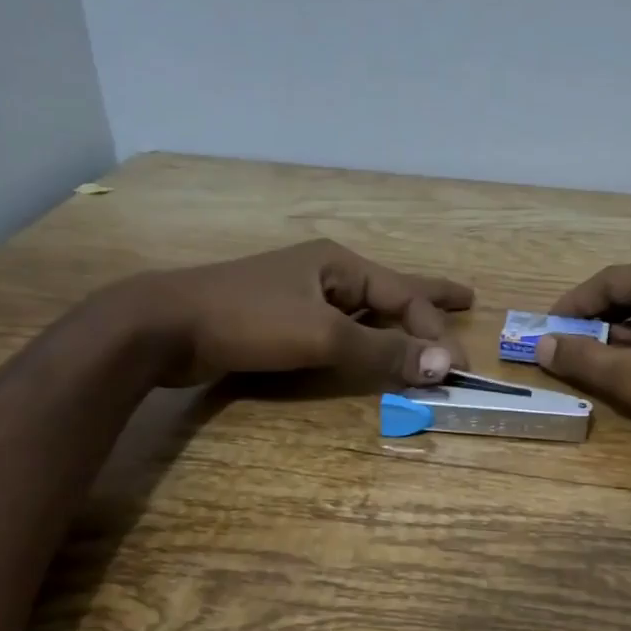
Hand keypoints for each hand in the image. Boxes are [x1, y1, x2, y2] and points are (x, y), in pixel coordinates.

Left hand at [116, 241, 473, 387]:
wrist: (163, 325)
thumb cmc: (248, 320)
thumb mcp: (322, 336)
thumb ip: (382, 351)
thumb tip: (444, 365)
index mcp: (339, 264)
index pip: (404, 296)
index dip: (435, 330)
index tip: (459, 367)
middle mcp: (325, 273)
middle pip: (391, 288)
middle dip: (429, 297)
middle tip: (467, 298)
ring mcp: (300, 294)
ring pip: (364, 308)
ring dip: (397, 320)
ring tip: (424, 325)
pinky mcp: (279, 319)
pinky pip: (339, 326)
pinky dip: (364, 336)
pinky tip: (368, 341)